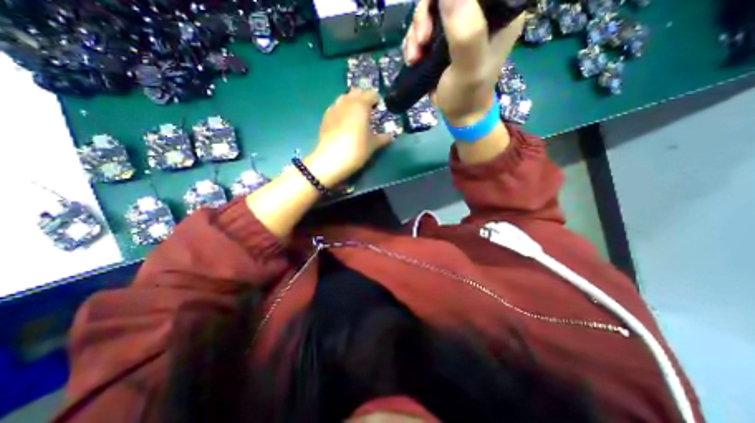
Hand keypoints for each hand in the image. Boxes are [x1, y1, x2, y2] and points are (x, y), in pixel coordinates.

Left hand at [305, 89, 391, 188]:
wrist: (330, 160)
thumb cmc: (356, 150)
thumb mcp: (372, 145)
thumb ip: (382, 138)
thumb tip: (390, 136)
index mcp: (361, 105)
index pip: (371, 94)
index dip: (377, 100)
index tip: (379, 110)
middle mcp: (347, 102)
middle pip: (356, 92)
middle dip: (363, 98)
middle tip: (368, 112)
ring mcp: (334, 109)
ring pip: (344, 98)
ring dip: (351, 103)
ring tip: (356, 117)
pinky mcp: (325, 117)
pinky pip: (335, 108)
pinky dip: (342, 111)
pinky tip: (344, 123)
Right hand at [401, 0, 526, 125]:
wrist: (458, 114)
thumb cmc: (468, 95)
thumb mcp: (469, 67)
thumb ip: (465, 31)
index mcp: (499, 11)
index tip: (434, 14)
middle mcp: (480, 13)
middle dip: (427, 14)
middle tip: (422, 40)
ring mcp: (460, 25)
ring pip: (432, 9)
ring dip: (417, 31)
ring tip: (415, 56)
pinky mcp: (444, 39)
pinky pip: (424, 26)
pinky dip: (414, 40)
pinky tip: (413, 57)